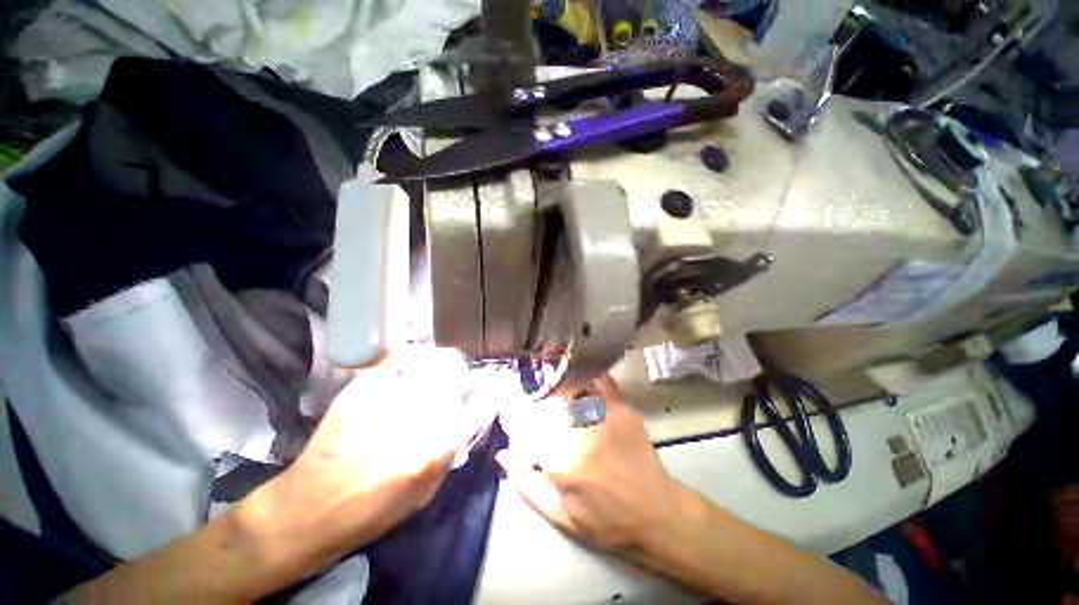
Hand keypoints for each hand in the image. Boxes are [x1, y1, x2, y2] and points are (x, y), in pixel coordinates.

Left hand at [240, 347, 483, 561]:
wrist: (309, 508)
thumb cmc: (372, 512)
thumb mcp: (424, 495)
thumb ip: (450, 453)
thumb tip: (466, 421)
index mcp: (433, 447)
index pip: (478, 407)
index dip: (493, 392)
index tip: (499, 386)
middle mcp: (414, 417)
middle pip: (456, 378)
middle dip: (468, 378)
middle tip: (467, 382)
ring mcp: (386, 397)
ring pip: (431, 363)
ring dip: (446, 364)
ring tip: (447, 368)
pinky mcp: (362, 389)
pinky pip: (398, 359)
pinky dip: (414, 357)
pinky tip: (416, 363)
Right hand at [496, 374, 683, 553]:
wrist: (657, 513)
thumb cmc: (606, 521)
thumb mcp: (561, 516)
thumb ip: (527, 485)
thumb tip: (503, 454)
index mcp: (561, 460)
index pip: (525, 425)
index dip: (512, 416)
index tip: (508, 413)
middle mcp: (580, 430)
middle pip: (545, 402)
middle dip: (533, 401)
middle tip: (531, 405)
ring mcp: (604, 414)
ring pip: (569, 387)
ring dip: (555, 385)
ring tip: (551, 390)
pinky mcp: (622, 407)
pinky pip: (599, 380)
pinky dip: (586, 375)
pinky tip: (579, 377)